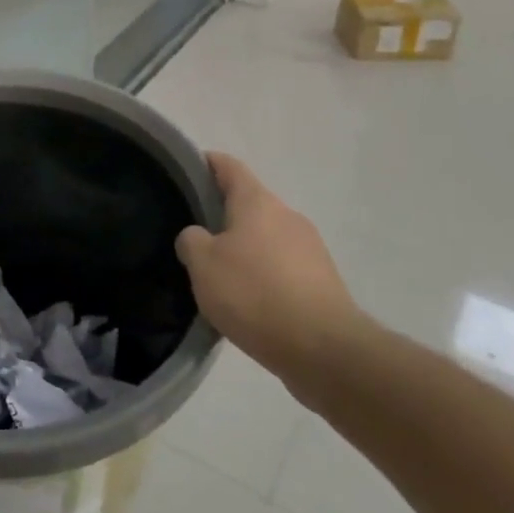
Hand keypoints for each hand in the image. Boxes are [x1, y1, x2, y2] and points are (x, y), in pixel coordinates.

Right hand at [175, 154, 370, 402]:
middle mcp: (287, 216)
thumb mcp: (203, 265)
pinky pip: (283, 267)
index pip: (229, 167)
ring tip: (220, 275)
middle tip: (195, 236)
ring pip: (267, 238)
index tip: (189, 169)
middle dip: (223, 215)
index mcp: (258, 202)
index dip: (208, 163)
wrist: (324, 349)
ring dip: (245, 249)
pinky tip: (249, 302)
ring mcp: (310, 248)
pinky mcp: (322, 281)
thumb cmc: (254, 294)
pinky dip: (264, 276)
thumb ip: (192, 241)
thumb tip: (198, 236)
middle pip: (250, 204)